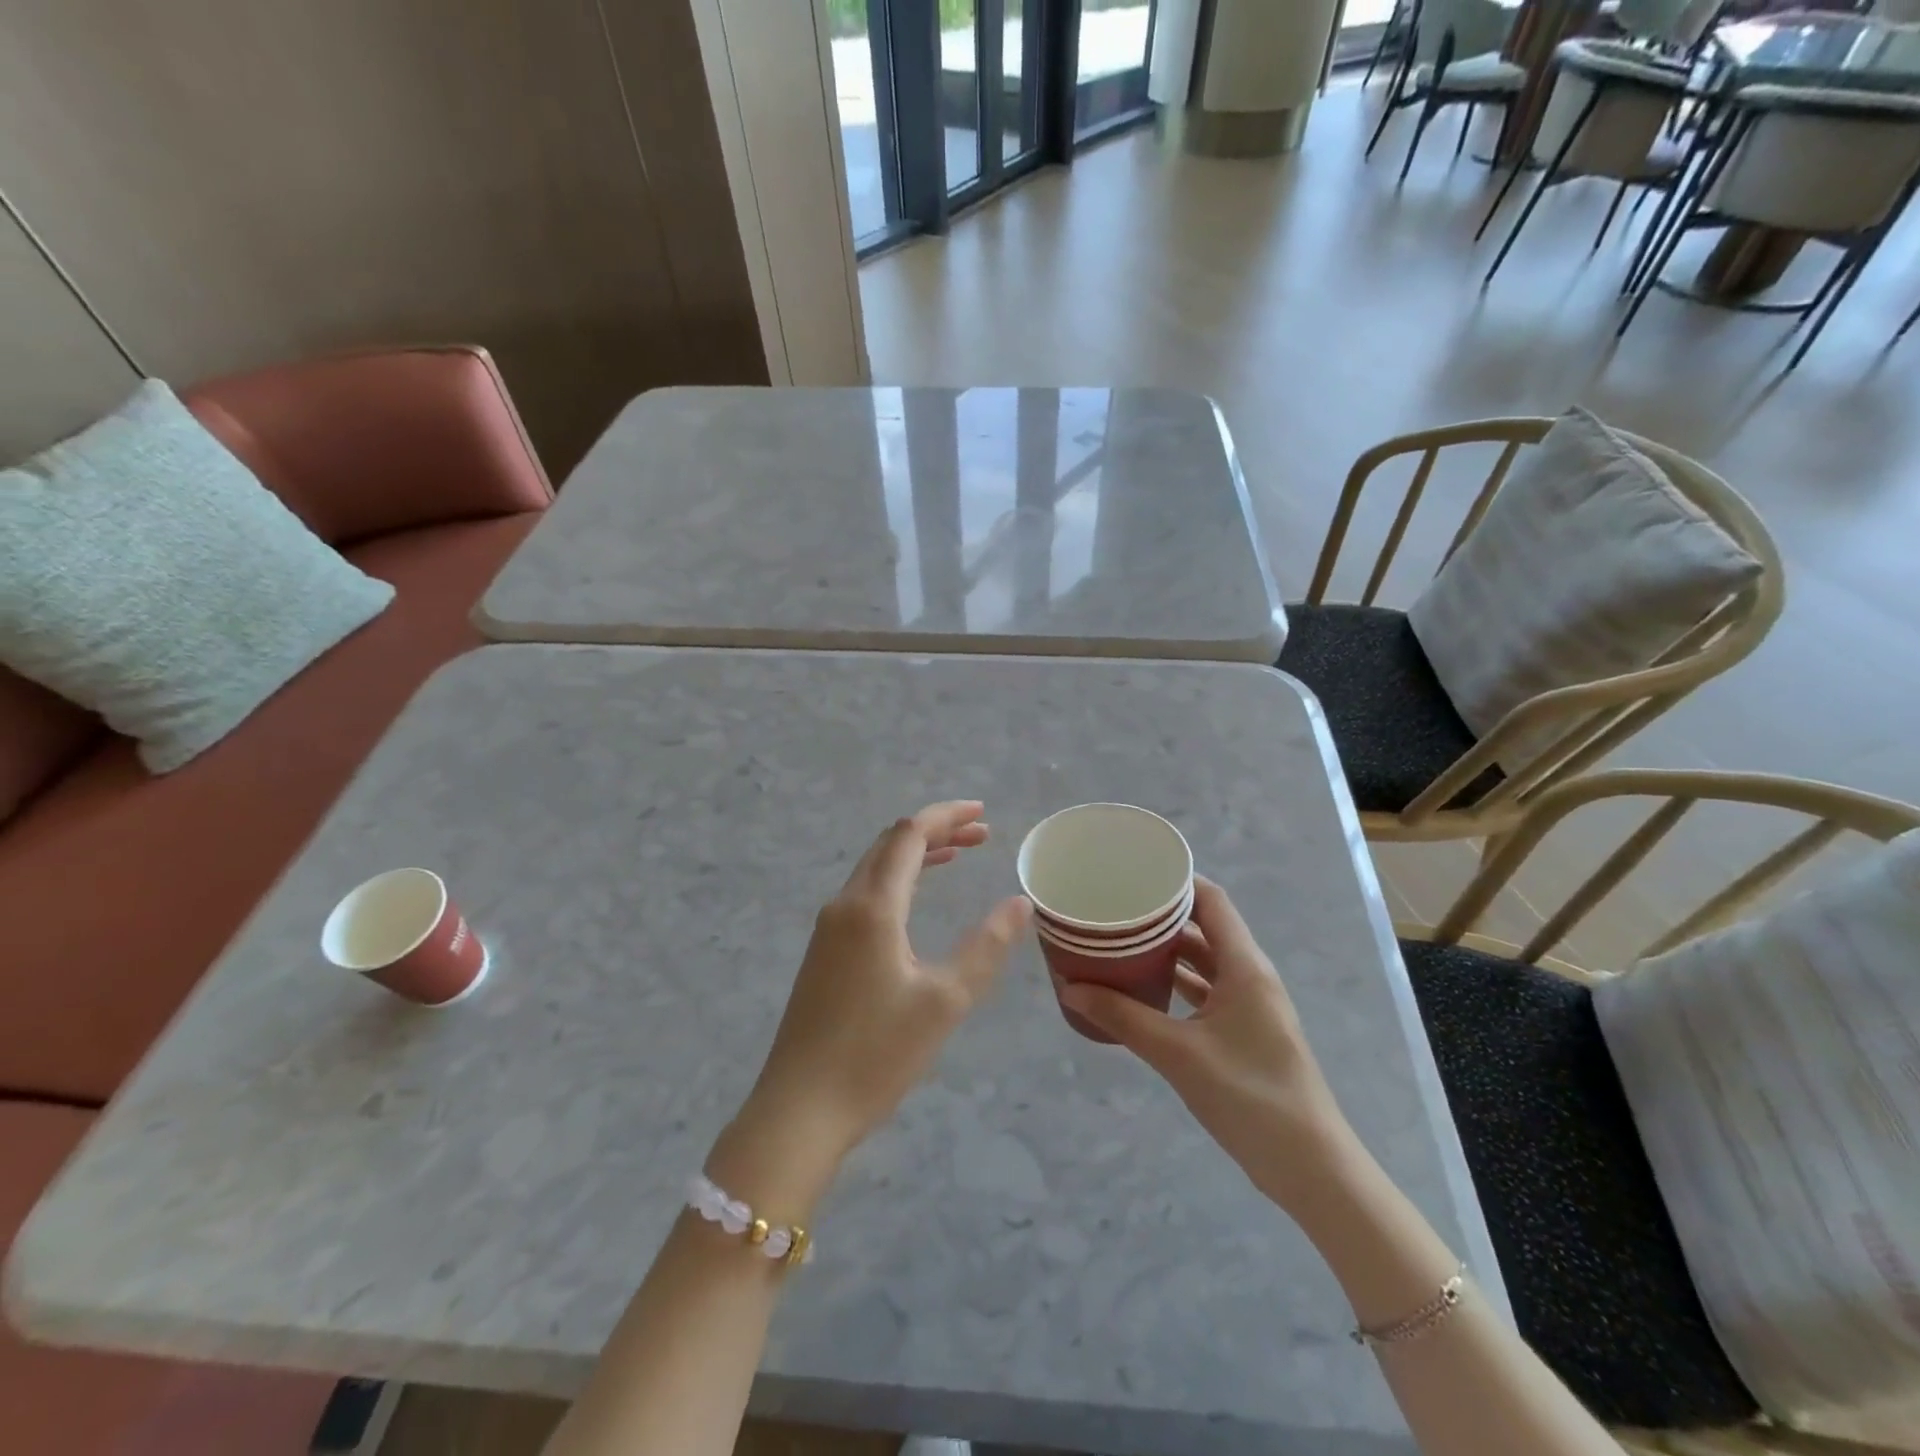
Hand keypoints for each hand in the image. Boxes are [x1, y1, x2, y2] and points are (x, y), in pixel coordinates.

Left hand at [712, 802, 1031, 1215]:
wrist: (799, 1110)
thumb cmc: (876, 1055)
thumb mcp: (945, 1001)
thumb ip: (986, 946)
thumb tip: (1019, 903)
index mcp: (872, 907)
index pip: (909, 835)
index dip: (946, 817)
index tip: (983, 814)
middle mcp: (844, 905)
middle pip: (890, 844)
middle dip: (935, 831)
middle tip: (981, 835)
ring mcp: (828, 929)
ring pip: (875, 868)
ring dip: (916, 855)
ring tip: (958, 856)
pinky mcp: (823, 952)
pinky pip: (865, 894)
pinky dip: (898, 880)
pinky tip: (916, 900)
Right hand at [1057, 876, 1358, 1220]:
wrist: (1310, 1168)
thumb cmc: (1249, 1097)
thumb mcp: (1178, 1054)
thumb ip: (1123, 1017)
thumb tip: (1070, 989)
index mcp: (1245, 966)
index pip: (1211, 900)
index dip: (1175, 881)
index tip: (1132, 874)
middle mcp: (1249, 975)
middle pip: (1204, 926)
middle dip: (1160, 916)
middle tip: (1114, 909)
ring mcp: (1249, 1004)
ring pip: (1203, 961)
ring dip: (1166, 951)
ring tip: (1119, 942)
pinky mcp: (1244, 1031)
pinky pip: (1205, 990)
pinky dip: (1175, 983)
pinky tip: (1141, 989)